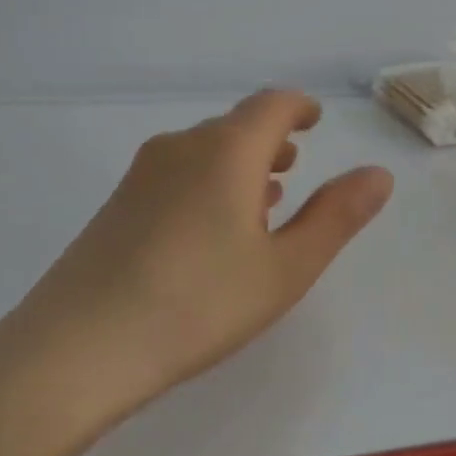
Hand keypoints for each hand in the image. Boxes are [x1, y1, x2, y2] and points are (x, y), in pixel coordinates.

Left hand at [0, 90, 393, 442]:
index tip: (315, 120)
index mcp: (227, 151)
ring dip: (240, 162)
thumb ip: (336, 216)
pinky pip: (177, 173)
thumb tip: (379, 173)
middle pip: (236, 125)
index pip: (272, 105)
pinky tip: (214, 226)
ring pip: (204, 150)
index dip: (299, 107)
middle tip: (296, 164)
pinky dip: (209, 181)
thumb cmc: (198, 304)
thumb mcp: (285, 267)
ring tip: (264, 195)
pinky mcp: (116, 205)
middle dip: (272, 139)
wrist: (76, 350)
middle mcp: (182, 147)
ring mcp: (142, 175)